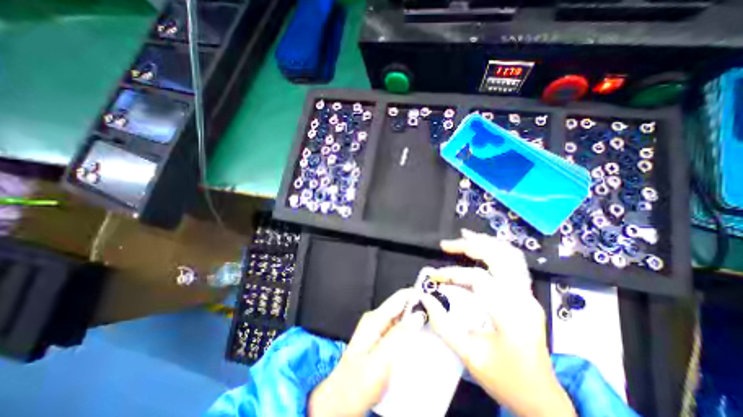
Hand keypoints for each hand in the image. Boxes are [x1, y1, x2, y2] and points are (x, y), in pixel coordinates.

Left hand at [308, 288, 423, 415]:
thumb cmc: (358, 382)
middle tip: (439, 316)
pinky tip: (422, 340)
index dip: (416, 296)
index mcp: (375, 319)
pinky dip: (411, 332)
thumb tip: (418, 315)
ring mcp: (378, 330)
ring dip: (416, 321)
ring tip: (435, 327)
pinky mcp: (381, 340)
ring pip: (402, 319)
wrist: (341, 402)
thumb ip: (399, 335)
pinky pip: (399, 330)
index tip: (435, 300)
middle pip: (401, 307)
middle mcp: (377, 320)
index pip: (399, 298)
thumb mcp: (381, 359)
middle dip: (419, 309)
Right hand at [424, 230, 572, 415]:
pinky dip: (497, 249)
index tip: (435, 278)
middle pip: (498, 257)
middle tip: (447, 244)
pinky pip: (514, 263)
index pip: (478, 280)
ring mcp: (528, 295)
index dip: (453, 274)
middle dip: (470, 245)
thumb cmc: (506, 379)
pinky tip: (484, 246)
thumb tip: (425, 298)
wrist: (541, 398)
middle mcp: (523, 299)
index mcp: (511, 315)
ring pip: (510, 255)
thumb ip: (443, 324)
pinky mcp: (526, 295)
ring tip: (465, 236)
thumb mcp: (469, 355)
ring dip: (486, 242)